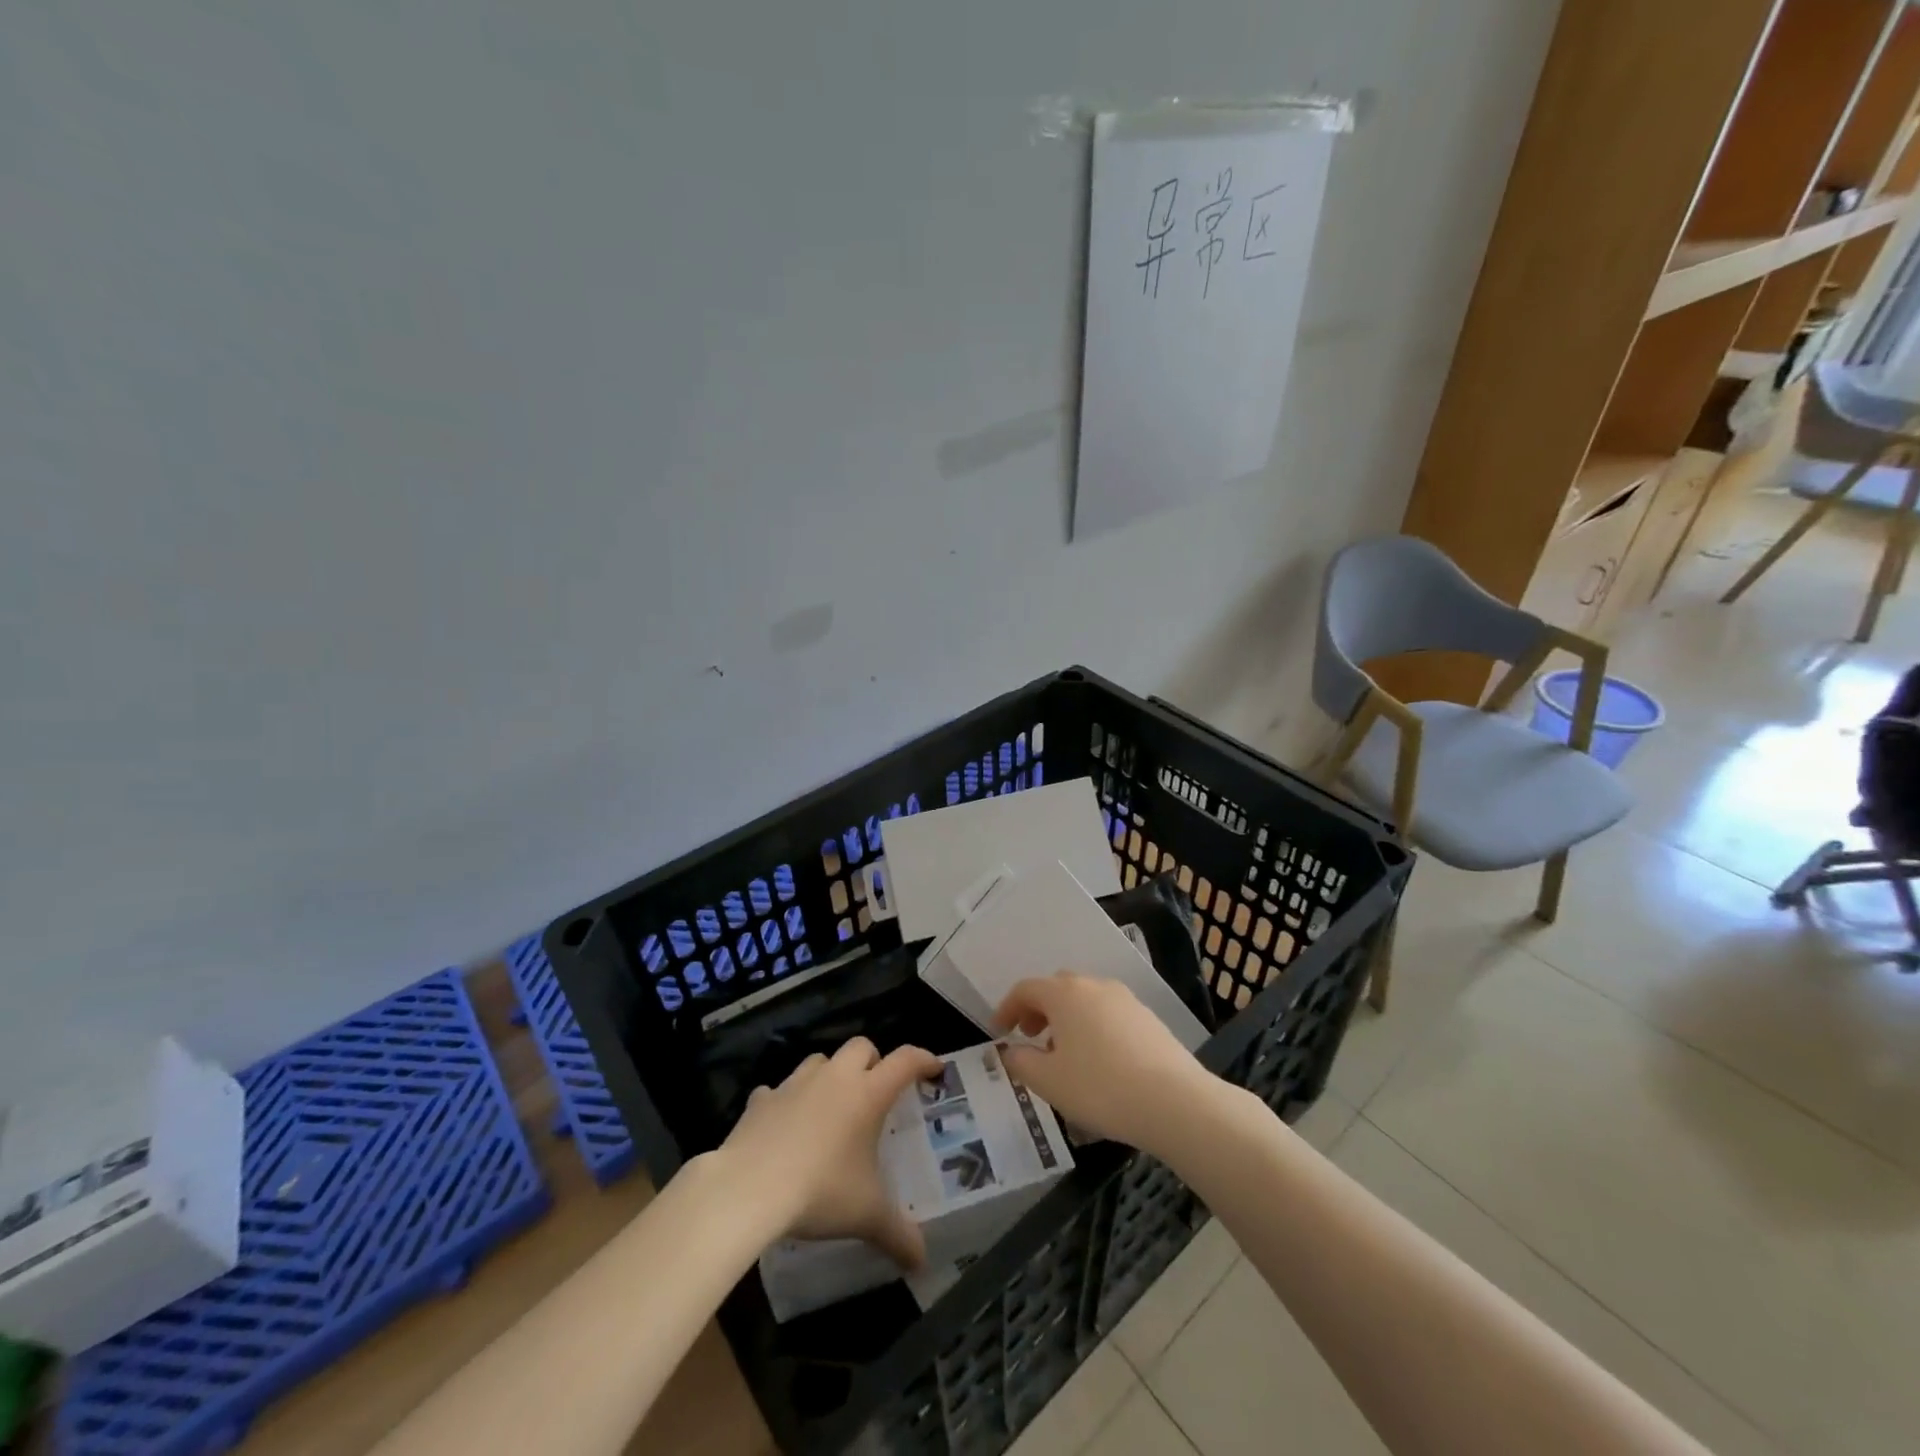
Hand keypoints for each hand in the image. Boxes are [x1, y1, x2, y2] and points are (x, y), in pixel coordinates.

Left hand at [716, 1036, 941, 1267]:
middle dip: (873, 1061)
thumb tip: (922, 1261)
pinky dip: (786, 1101)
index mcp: (867, 1094)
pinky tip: (784, 1124)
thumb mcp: (866, 1216)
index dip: (923, 1060)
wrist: (748, 1189)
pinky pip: (778, 1089)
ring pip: (820, 1060)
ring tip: (831, 1106)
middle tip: (876, 1091)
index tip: (934, 1069)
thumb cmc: (820, 1191)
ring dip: (830, 1075)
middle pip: (862, 1047)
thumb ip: (898, 1234)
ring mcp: (795, 1084)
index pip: (905, 1060)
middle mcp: (835, 1078)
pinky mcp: (762, 1099)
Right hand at [996, 973, 1219, 1158]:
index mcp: (1064, 994)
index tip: (999, 1030)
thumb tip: (1010, 1051)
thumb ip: (1021, 1063)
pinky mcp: (1148, 1018)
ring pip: (1086, 1000)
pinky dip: (1093, 1027)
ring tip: (1064, 1055)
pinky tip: (1099, 1062)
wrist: (1175, 1101)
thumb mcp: (1048, 1082)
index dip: (1007, 1007)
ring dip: (1067, 1019)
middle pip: (1057, 988)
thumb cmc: (1100, 1087)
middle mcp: (1094, 986)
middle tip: (1030, 1037)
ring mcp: (1125, 999)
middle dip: (1039, 1009)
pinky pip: (1109, 1014)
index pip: (1026, 989)